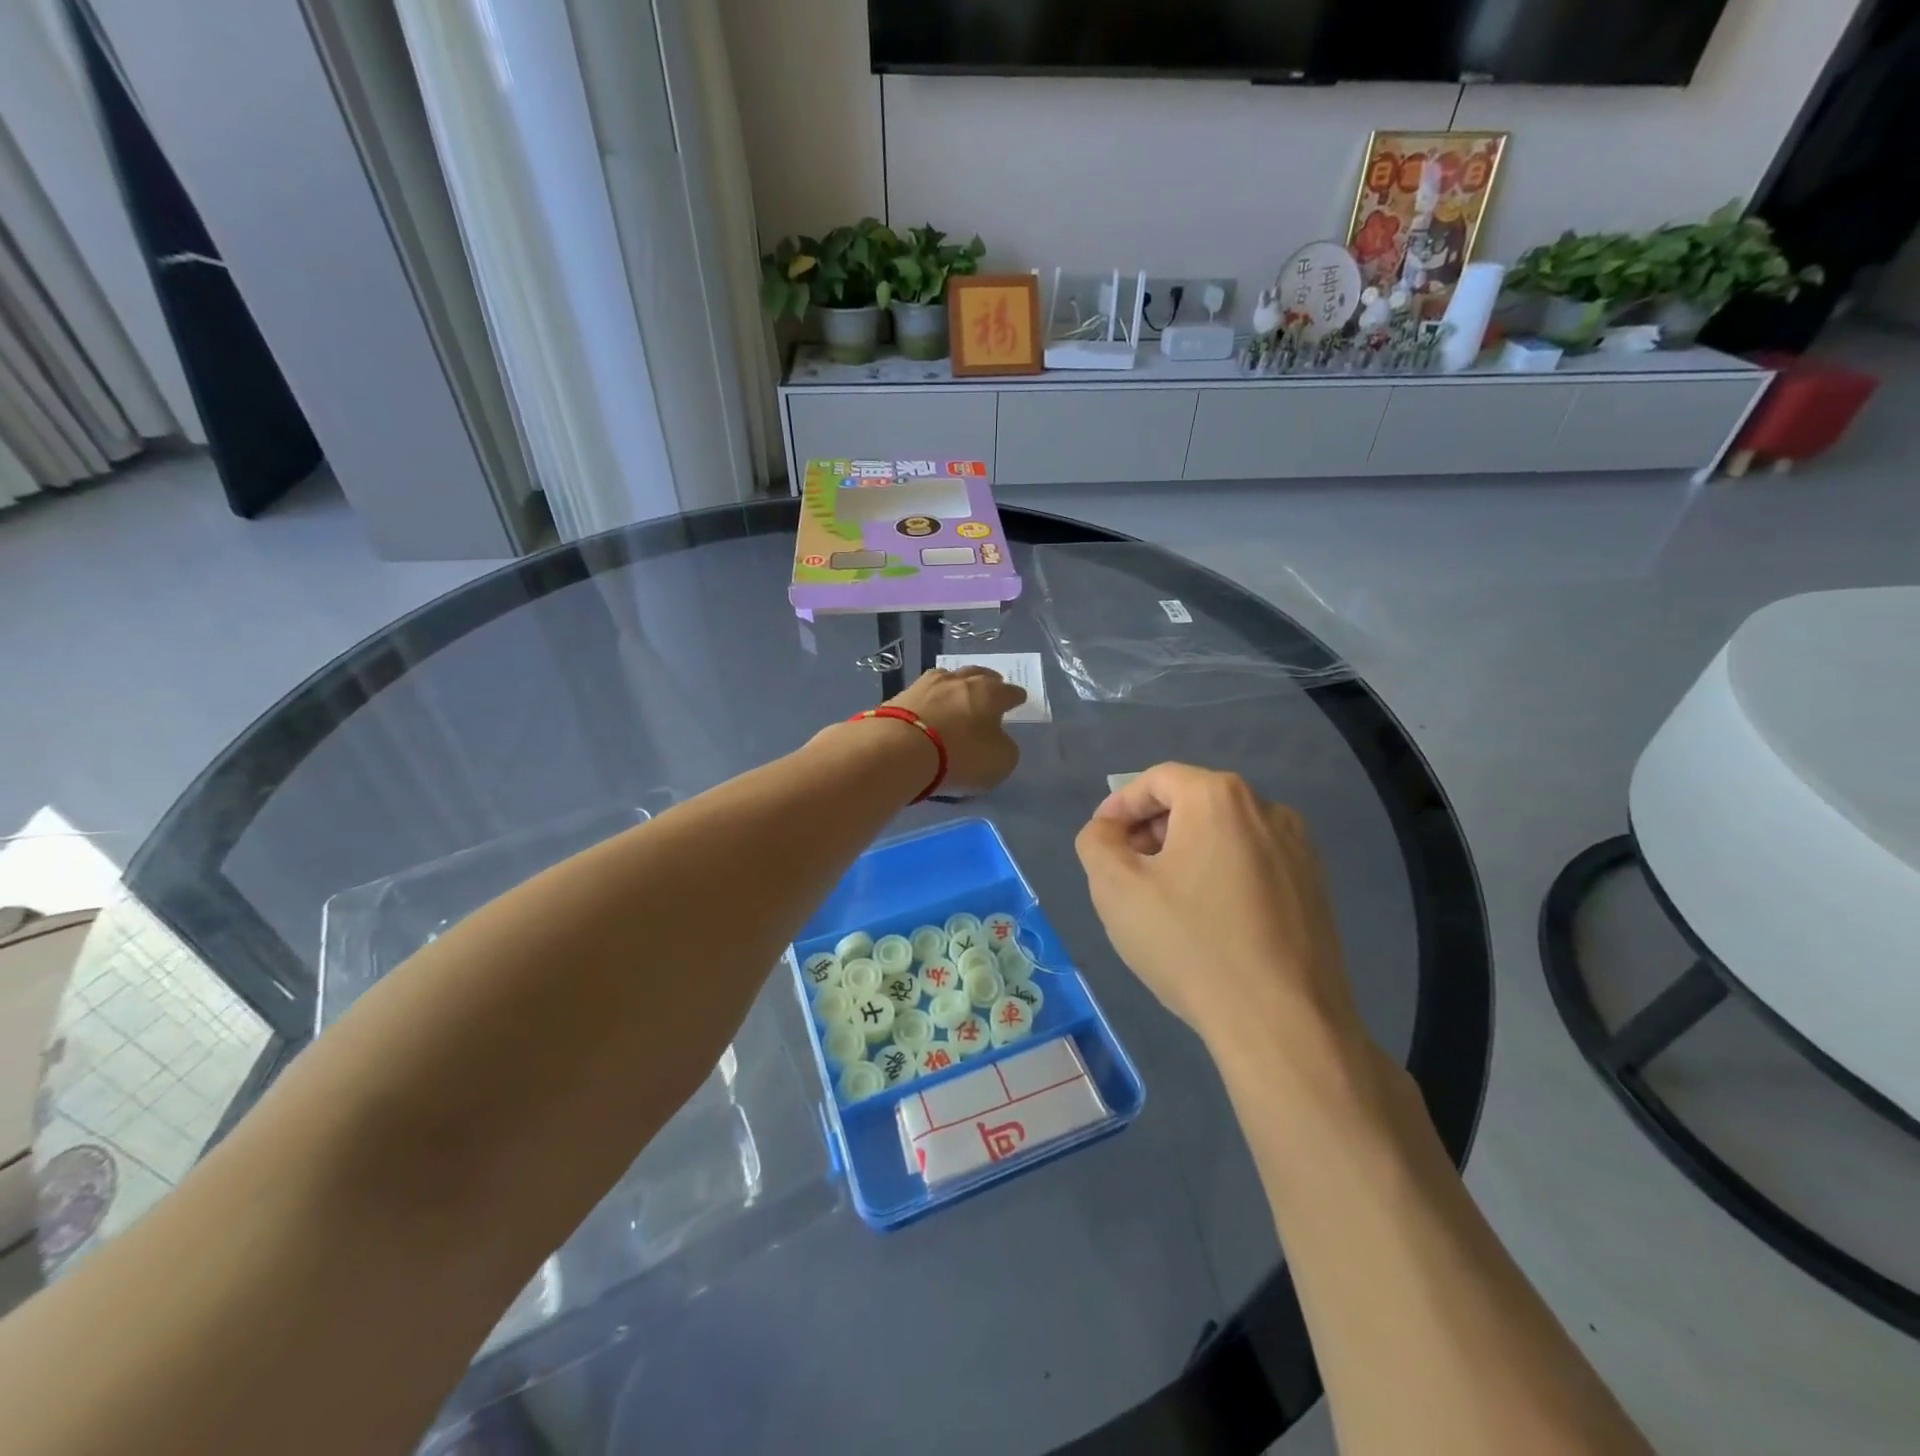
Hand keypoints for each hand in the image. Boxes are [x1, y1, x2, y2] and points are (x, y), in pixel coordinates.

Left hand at [887, 666, 1025, 795]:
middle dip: (988, 680)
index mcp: (990, 693)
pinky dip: (930, 700)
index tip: (1018, 699)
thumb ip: (1004, 748)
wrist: (899, 750)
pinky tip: (929, 706)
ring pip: (947, 678)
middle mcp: (959, 681)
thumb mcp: (999, 761)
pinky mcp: (899, 697)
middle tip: (992, 685)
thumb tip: (997, 741)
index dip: (1015, 697)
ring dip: (956, 685)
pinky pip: (922, 695)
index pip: (1009, 692)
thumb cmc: (960, 755)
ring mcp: (926, 685)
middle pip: (977, 675)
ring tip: (958, 693)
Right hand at [1074, 763, 1363, 1056]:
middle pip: (1193, 802)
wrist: (1281, 1022)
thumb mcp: (1115, 888)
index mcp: (1219, 798)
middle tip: (1127, 870)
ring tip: (1164, 898)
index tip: (1100, 840)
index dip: (1120, 805)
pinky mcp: (1315, 888)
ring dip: (1186, 852)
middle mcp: (1268, 809)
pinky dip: (1221, 875)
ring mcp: (1299, 850)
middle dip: (1152, 829)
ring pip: (1225, 834)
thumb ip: (1096, 842)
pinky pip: (1254, 863)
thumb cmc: (1189, 944)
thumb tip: (1107, 831)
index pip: (1156, 780)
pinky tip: (1209, 920)